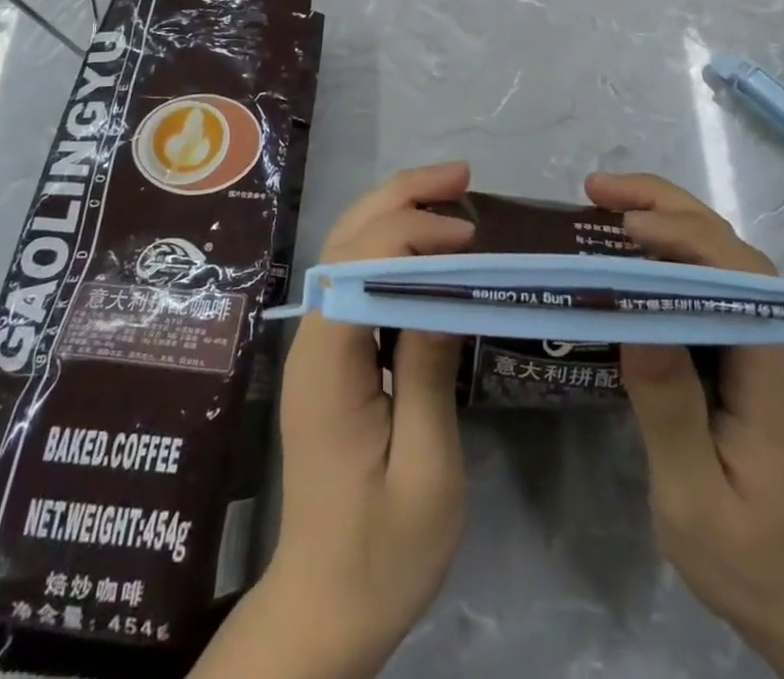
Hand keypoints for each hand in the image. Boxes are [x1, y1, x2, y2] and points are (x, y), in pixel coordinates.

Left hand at [193, 162, 475, 678]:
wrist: (327, 606)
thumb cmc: (383, 553)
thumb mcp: (425, 472)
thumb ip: (428, 375)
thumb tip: (445, 291)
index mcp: (328, 365)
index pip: (359, 266)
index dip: (411, 234)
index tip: (470, 238)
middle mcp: (313, 340)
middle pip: (345, 241)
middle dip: (400, 197)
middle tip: (461, 176)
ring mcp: (318, 346)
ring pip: (346, 251)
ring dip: (394, 211)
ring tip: (449, 192)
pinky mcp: (332, 357)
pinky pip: (357, 280)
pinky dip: (392, 245)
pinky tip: (430, 246)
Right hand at [586, 173, 783, 678]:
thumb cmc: (743, 556)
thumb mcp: (694, 499)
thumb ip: (669, 412)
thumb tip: (635, 324)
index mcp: (768, 376)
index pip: (742, 281)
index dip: (688, 240)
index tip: (628, 228)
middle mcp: (765, 343)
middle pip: (729, 249)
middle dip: (666, 206)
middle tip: (596, 189)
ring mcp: (749, 342)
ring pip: (715, 255)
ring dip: (663, 214)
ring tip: (601, 199)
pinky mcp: (728, 348)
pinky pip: (697, 279)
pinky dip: (660, 246)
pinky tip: (622, 248)